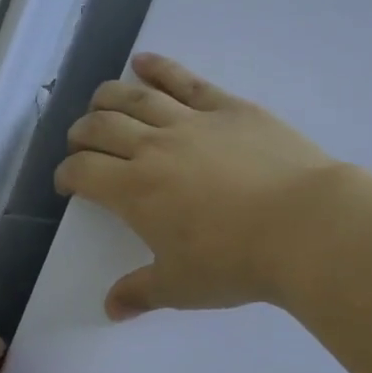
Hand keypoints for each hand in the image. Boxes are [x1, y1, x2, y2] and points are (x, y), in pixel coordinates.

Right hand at [55, 53, 339, 319]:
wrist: (304, 226)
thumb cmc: (235, 261)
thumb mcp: (181, 286)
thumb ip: (140, 293)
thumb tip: (110, 310)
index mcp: (133, 190)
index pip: (83, 171)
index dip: (67, 174)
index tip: (67, 183)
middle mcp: (152, 147)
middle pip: (101, 127)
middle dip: (81, 134)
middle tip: (81, 144)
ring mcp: (191, 121)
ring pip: (135, 97)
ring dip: (108, 97)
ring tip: (98, 101)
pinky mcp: (228, 107)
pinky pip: (185, 80)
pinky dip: (159, 67)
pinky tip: (143, 62)